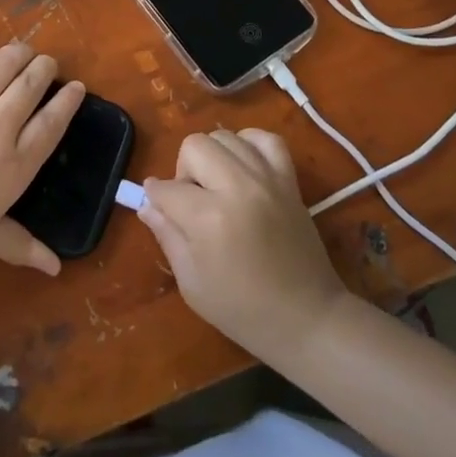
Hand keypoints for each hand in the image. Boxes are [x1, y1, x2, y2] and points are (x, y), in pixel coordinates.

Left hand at [0, 42, 83, 275]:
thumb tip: (55, 268)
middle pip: (29, 87)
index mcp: (16, 164)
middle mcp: (0, 129)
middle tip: (51, 62)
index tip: (77, 87)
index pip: (50, 125)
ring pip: (3, 69)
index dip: (66, 103)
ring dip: (19, 55)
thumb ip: (19, 244)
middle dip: (45, 70)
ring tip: (26, 51)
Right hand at [139, 128, 349, 361]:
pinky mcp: (289, 180)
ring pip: (226, 137)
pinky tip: (244, 168)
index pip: (167, 188)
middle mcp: (237, 187)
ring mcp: (267, 179)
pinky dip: (249, 145)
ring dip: (213, 157)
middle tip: (193, 202)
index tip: (159, 210)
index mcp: (209, 218)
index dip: (156, 198)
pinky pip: (266, 139)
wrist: (308, 319)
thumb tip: (147, 204)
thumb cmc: (242, 310)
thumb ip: (166, 235)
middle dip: (184, 170)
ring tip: (218, 186)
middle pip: (194, 146)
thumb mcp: (191, 283)